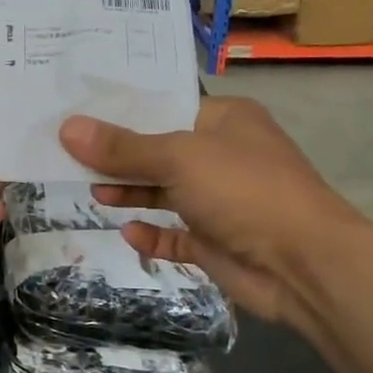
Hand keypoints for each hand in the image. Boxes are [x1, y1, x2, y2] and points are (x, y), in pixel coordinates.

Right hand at [59, 99, 362, 330]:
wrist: (305, 266)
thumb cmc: (244, 190)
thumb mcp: (179, 158)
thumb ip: (122, 147)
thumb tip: (67, 128)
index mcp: (224, 120)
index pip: (164, 106)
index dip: (121, 111)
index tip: (77, 112)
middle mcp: (222, 155)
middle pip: (158, 150)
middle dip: (119, 156)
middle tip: (70, 154)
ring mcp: (220, 201)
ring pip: (164, 192)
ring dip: (131, 193)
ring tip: (93, 192)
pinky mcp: (216, 241)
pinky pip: (174, 234)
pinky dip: (152, 233)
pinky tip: (128, 232)